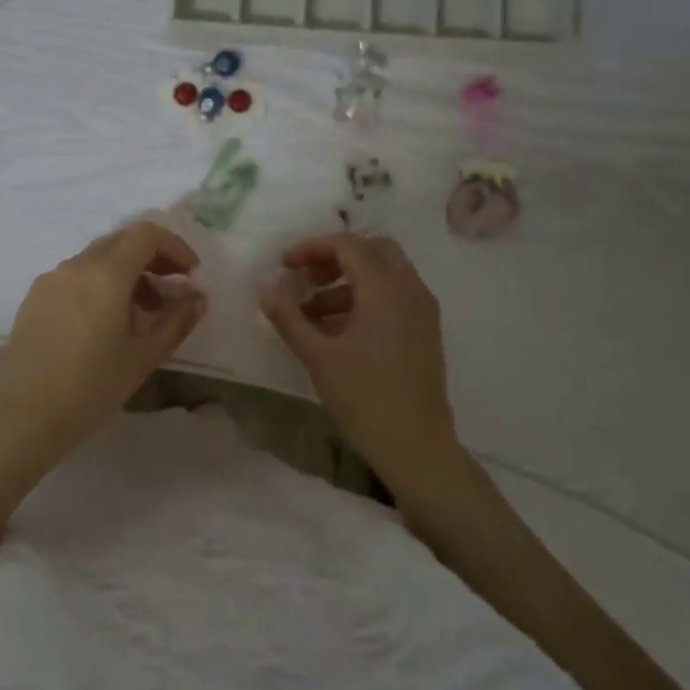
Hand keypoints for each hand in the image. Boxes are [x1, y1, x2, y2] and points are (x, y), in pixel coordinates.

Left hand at [0, 220, 207, 462]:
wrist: (24, 416)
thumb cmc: (92, 388)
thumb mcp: (144, 357)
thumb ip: (177, 320)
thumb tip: (197, 297)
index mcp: (105, 274)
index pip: (146, 234)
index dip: (174, 246)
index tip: (190, 273)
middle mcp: (75, 266)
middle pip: (120, 241)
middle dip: (152, 257)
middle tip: (172, 288)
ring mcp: (50, 280)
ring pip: (96, 258)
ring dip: (126, 271)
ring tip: (142, 311)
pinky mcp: (34, 298)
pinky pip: (75, 276)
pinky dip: (99, 283)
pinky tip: (105, 321)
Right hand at [259, 233, 456, 473]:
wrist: (416, 445)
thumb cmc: (364, 397)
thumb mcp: (318, 356)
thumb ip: (289, 318)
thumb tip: (265, 291)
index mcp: (385, 289)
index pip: (348, 245)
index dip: (312, 247)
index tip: (284, 265)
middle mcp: (410, 289)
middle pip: (372, 250)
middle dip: (334, 257)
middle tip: (304, 278)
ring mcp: (422, 310)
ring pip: (384, 273)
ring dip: (347, 280)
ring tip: (311, 311)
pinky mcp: (425, 330)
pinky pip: (394, 295)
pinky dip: (365, 297)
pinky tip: (337, 329)